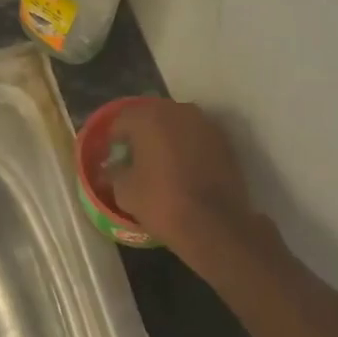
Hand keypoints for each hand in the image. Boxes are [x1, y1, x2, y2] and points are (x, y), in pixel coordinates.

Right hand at [104, 98, 259, 252]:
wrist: (215, 225)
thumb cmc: (162, 202)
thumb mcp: (124, 191)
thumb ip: (115, 171)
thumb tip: (113, 166)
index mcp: (148, 117)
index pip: (122, 119)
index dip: (114, 139)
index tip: (114, 157)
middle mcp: (178, 110)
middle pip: (151, 116)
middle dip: (141, 133)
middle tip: (136, 157)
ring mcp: (205, 124)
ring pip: (177, 124)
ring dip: (167, 138)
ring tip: (161, 162)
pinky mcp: (224, 141)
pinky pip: (197, 137)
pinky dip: (188, 147)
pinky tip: (184, 169)